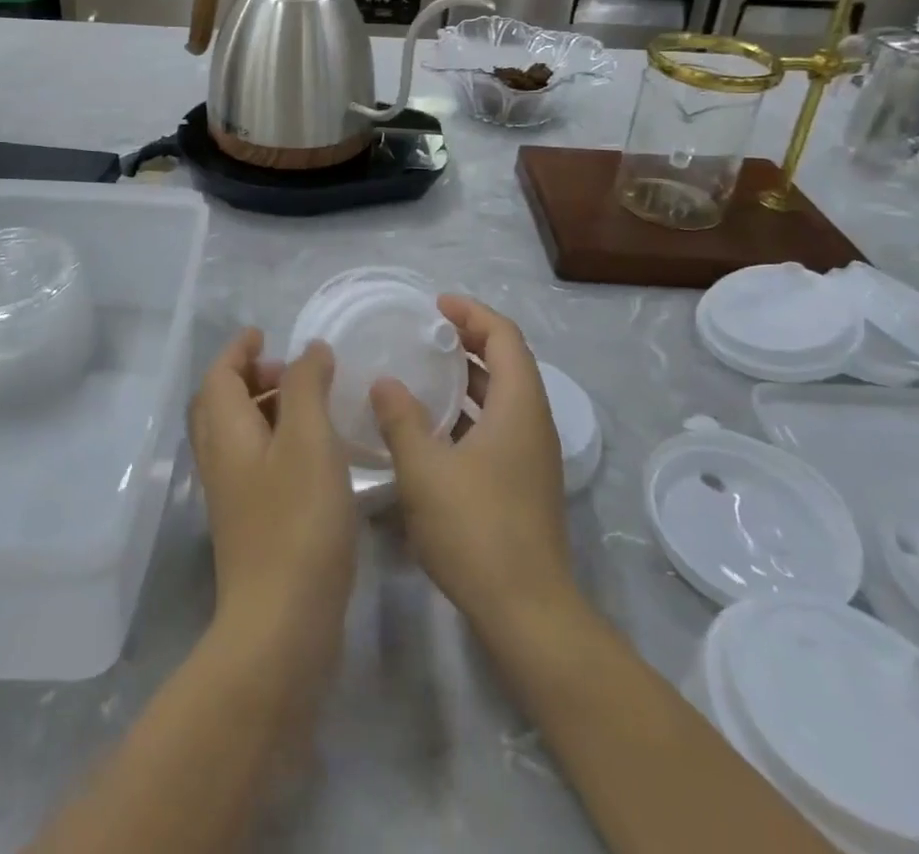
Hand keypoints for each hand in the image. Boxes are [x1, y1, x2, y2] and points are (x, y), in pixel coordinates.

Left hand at [189, 329, 357, 675]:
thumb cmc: (297, 521)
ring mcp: (233, 496)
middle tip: (289, 371)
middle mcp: (220, 460)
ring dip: (264, 409)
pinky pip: (255, 462)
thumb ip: (306, 386)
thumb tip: (309, 350)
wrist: (281, 627)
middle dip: (249, 377)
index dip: (238, 349)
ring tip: (309, 407)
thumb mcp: (309, 440)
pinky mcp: (251, 524)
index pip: (219, 375)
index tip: (263, 333)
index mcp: (225, 432)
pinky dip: (276, 441)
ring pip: (238, 434)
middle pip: (221, 403)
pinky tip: (315, 455)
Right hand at [369, 296, 576, 642]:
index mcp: (519, 406)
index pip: (504, 336)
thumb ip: (401, 418)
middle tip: (426, 332)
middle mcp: (533, 423)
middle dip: (469, 340)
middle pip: (508, 362)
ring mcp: (532, 456)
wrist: (526, 612)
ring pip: (502, 397)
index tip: (435, 305)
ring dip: (468, 378)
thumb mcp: (424, 468)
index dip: (472, 313)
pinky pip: (498, 426)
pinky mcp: (524, 483)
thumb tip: (385, 382)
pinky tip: (432, 427)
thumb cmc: (475, 528)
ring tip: (424, 371)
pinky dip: (469, 412)